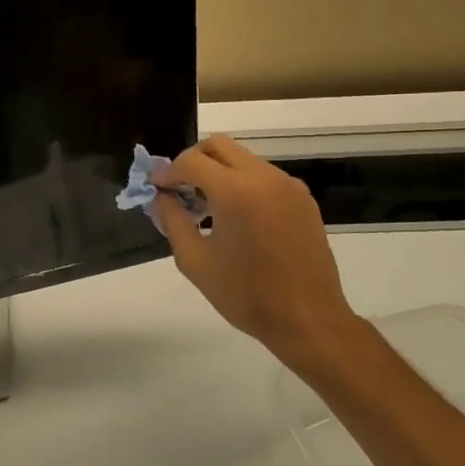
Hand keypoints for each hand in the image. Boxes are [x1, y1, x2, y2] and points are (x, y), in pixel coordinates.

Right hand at [155, 135, 361, 364]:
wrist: (308, 319)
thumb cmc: (246, 295)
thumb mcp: (195, 261)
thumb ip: (172, 220)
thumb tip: (161, 196)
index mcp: (236, 192)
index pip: (191, 161)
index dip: (167, 171)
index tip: (156, 188)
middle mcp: (264, 178)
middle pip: (219, 146)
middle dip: (193, 161)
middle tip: (179, 189)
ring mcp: (288, 185)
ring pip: (243, 158)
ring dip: (218, 172)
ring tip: (207, 207)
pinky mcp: (303, 198)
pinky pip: (264, 176)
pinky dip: (242, 183)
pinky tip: (236, 217)